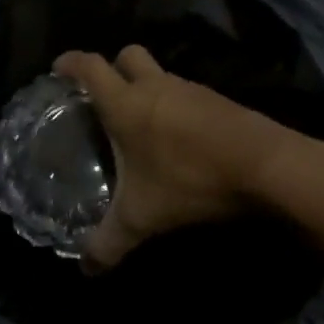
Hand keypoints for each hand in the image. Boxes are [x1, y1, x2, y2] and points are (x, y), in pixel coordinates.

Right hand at [53, 46, 295, 272]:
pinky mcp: (217, 100)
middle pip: (128, 55)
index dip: (71, 62)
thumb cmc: (190, 180)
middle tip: (104, 94)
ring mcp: (190, 89)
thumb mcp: (142, 217)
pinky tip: (178, 139)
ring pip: (160, 74)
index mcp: (127, 104)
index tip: (59, 67)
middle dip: (113, 67)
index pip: (91, 67)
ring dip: (147, 88)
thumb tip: (86, 268)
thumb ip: (109, 242)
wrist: (264, 165)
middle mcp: (156, 86)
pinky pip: (186, 93)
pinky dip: (175, 106)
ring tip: (141, 125)